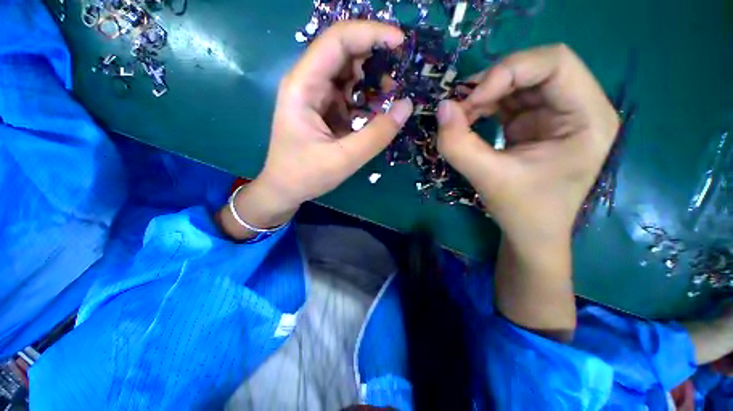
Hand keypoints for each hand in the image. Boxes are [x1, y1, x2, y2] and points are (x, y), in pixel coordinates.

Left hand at [219, 22, 412, 238]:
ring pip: (349, 75)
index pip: (337, 41)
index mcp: (303, 86)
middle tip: (401, 79)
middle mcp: (308, 83)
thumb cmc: (305, 175)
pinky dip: (367, 101)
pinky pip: (349, 95)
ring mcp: (316, 96)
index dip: (371, 34)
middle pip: (345, 54)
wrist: (285, 189)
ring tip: (391, 100)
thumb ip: (377, 135)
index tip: (401, 43)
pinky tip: (377, 114)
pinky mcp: (324, 110)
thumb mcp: (344, 159)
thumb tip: (407, 106)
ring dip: (373, 83)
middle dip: (376, 60)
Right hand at [437, 44, 618, 245]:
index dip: (509, 71)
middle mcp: (578, 106)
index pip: (555, 62)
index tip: (471, 101)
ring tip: (459, 116)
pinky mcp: (535, 121)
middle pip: (535, 68)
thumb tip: (441, 108)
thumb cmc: (523, 211)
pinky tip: (468, 119)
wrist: (530, 233)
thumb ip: (459, 145)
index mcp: (588, 117)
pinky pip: (508, 99)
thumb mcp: (489, 178)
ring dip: (483, 94)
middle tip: (459, 107)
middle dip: (492, 82)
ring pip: (517, 82)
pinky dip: (483, 105)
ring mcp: (556, 113)